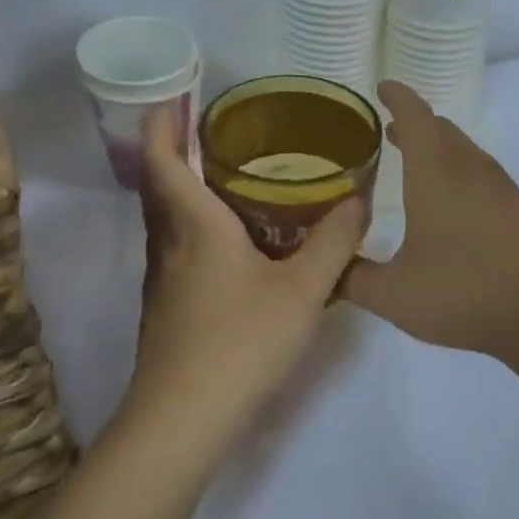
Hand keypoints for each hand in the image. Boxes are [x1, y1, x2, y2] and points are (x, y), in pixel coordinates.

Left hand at [128, 104, 366, 447]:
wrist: (182, 420)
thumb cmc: (241, 341)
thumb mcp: (303, 289)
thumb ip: (335, 241)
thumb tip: (360, 199)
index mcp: (195, 226)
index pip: (163, 160)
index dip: (161, 124)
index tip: (171, 97)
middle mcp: (170, 245)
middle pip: (158, 186)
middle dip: (172, 152)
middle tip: (207, 132)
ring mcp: (163, 280)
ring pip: (166, 221)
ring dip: (182, 191)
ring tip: (223, 180)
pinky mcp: (166, 309)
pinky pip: (176, 249)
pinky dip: (193, 228)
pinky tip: (230, 245)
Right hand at [343, 81, 518, 359]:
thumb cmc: (463, 295)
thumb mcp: (393, 295)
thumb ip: (351, 278)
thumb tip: (325, 270)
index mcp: (435, 175)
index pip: (415, 117)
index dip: (397, 97)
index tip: (382, 88)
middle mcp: (470, 170)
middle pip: (441, 129)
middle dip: (415, 122)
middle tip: (391, 131)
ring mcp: (502, 188)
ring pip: (465, 150)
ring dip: (439, 146)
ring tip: (417, 164)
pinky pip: (484, 174)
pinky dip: (461, 171)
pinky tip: (456, 205)